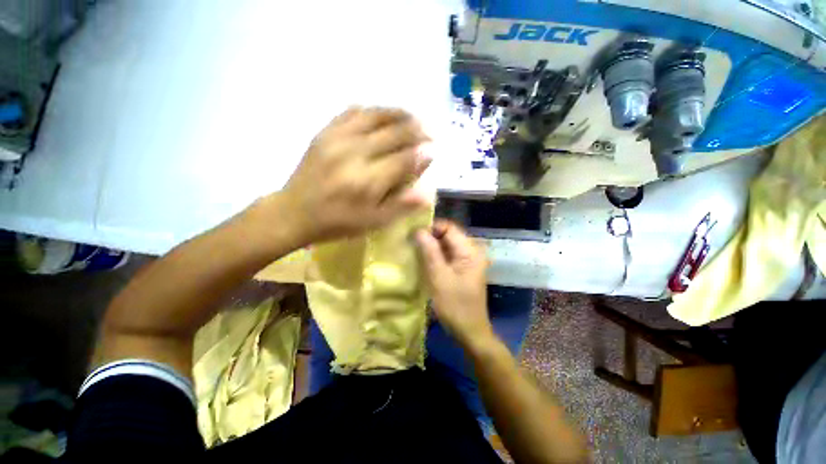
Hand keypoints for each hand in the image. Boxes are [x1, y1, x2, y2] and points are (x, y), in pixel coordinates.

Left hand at [277, 107, 431, 244]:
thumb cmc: (339, 222)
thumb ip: (401, 205)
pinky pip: (354, 111)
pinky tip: (383, 115)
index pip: (405, 159)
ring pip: (377, 115)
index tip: (434, 151)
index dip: (423, 153)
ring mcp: (337, 138)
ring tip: (414, 118)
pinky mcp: (325, 132)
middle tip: (430, 132)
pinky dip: (374, 110)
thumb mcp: (374, 222)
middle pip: (395, 132)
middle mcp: (355, 153)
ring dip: (400, 114)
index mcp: (367, 181)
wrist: (295, 212)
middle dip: (418, 130)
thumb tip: (428, 192)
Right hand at [416, 220, 493, 347]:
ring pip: (446, 245)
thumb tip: (418, 230)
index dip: (430, 227)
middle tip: (410, 240)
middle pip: (448, 235)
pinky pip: (447, 255)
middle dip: (429, 236)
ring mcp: (467, 260)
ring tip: (413, 248)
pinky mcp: (462, 268)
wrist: (470, 332)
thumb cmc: (455, 306)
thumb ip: (430, 252)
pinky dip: (435, 255)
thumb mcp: (439, 278)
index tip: (412, 232)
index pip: (449, 228)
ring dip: (431, 246)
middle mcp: (471, 251)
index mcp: (470, 251)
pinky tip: (422, 258)